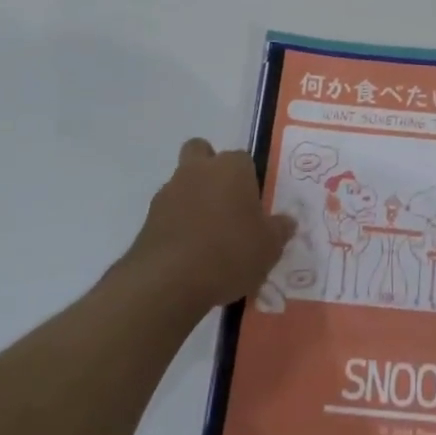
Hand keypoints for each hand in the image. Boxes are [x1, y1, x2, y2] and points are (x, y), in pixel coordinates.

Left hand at [128, 139, 295, 310]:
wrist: (168, 281)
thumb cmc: (229, 253)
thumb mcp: (269, 247)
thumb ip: (279, 230)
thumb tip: (287, 222)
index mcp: (231, 168)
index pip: (244, 160)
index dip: (249, 180)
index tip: (253, 206)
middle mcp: (198, 170)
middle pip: (201, 152)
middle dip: (210, 170)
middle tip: (225, 203)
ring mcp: (169, 192)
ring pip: (182, 183)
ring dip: (193, 200)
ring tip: (207, 238)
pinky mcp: (148, 219)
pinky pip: (168, 213)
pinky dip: (177, 225)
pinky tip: (189, 254)